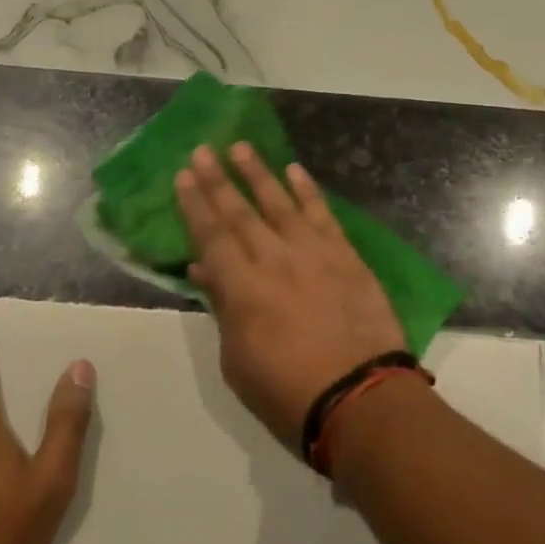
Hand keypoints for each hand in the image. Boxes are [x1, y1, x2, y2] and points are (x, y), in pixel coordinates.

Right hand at [176, 144, 406, 448]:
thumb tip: (204, 268)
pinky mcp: (345, 256)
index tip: (184, 175)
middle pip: (240, 211)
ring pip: (280, 203)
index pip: (211, 235)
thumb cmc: (287, 392)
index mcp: (241, 287)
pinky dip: (308, 191)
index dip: (195, 204)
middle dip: (219, 179)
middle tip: (203, 149)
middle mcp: (273, 259)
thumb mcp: (238, 360)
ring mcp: (313, 253)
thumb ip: (223, 307)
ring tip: (242, 147)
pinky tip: (295, 171)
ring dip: (259, 173)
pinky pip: (323, 214)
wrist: (360, 396)